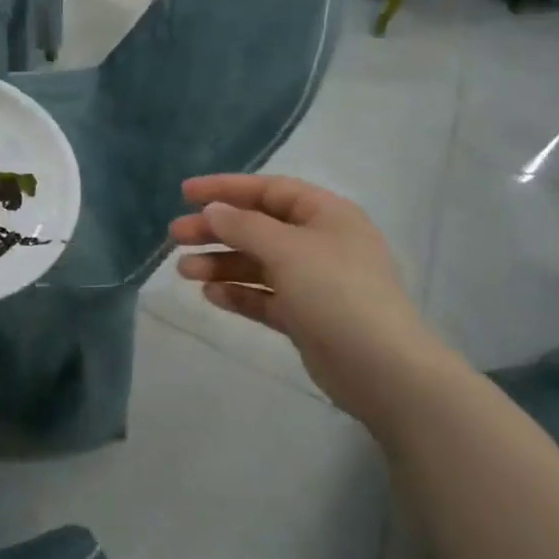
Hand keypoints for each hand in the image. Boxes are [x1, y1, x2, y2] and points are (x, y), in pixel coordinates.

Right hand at [169, 175, 450, 427]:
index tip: (185, 194)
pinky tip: (211, 295)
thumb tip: (214, 210)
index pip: (269, 190)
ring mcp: (314, 282)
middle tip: (175, 236)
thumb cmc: (336, 292)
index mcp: (326, 215)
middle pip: (258, 227)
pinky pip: (265, 297)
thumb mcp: (286, 248)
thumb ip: (244, 226)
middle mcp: (320, 243)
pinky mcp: (306, 317)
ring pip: (258, 264)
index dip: (226, 189)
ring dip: (221, 263)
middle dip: (216, 230)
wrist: (382, 370)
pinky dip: (238, 293)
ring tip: (184, 271)